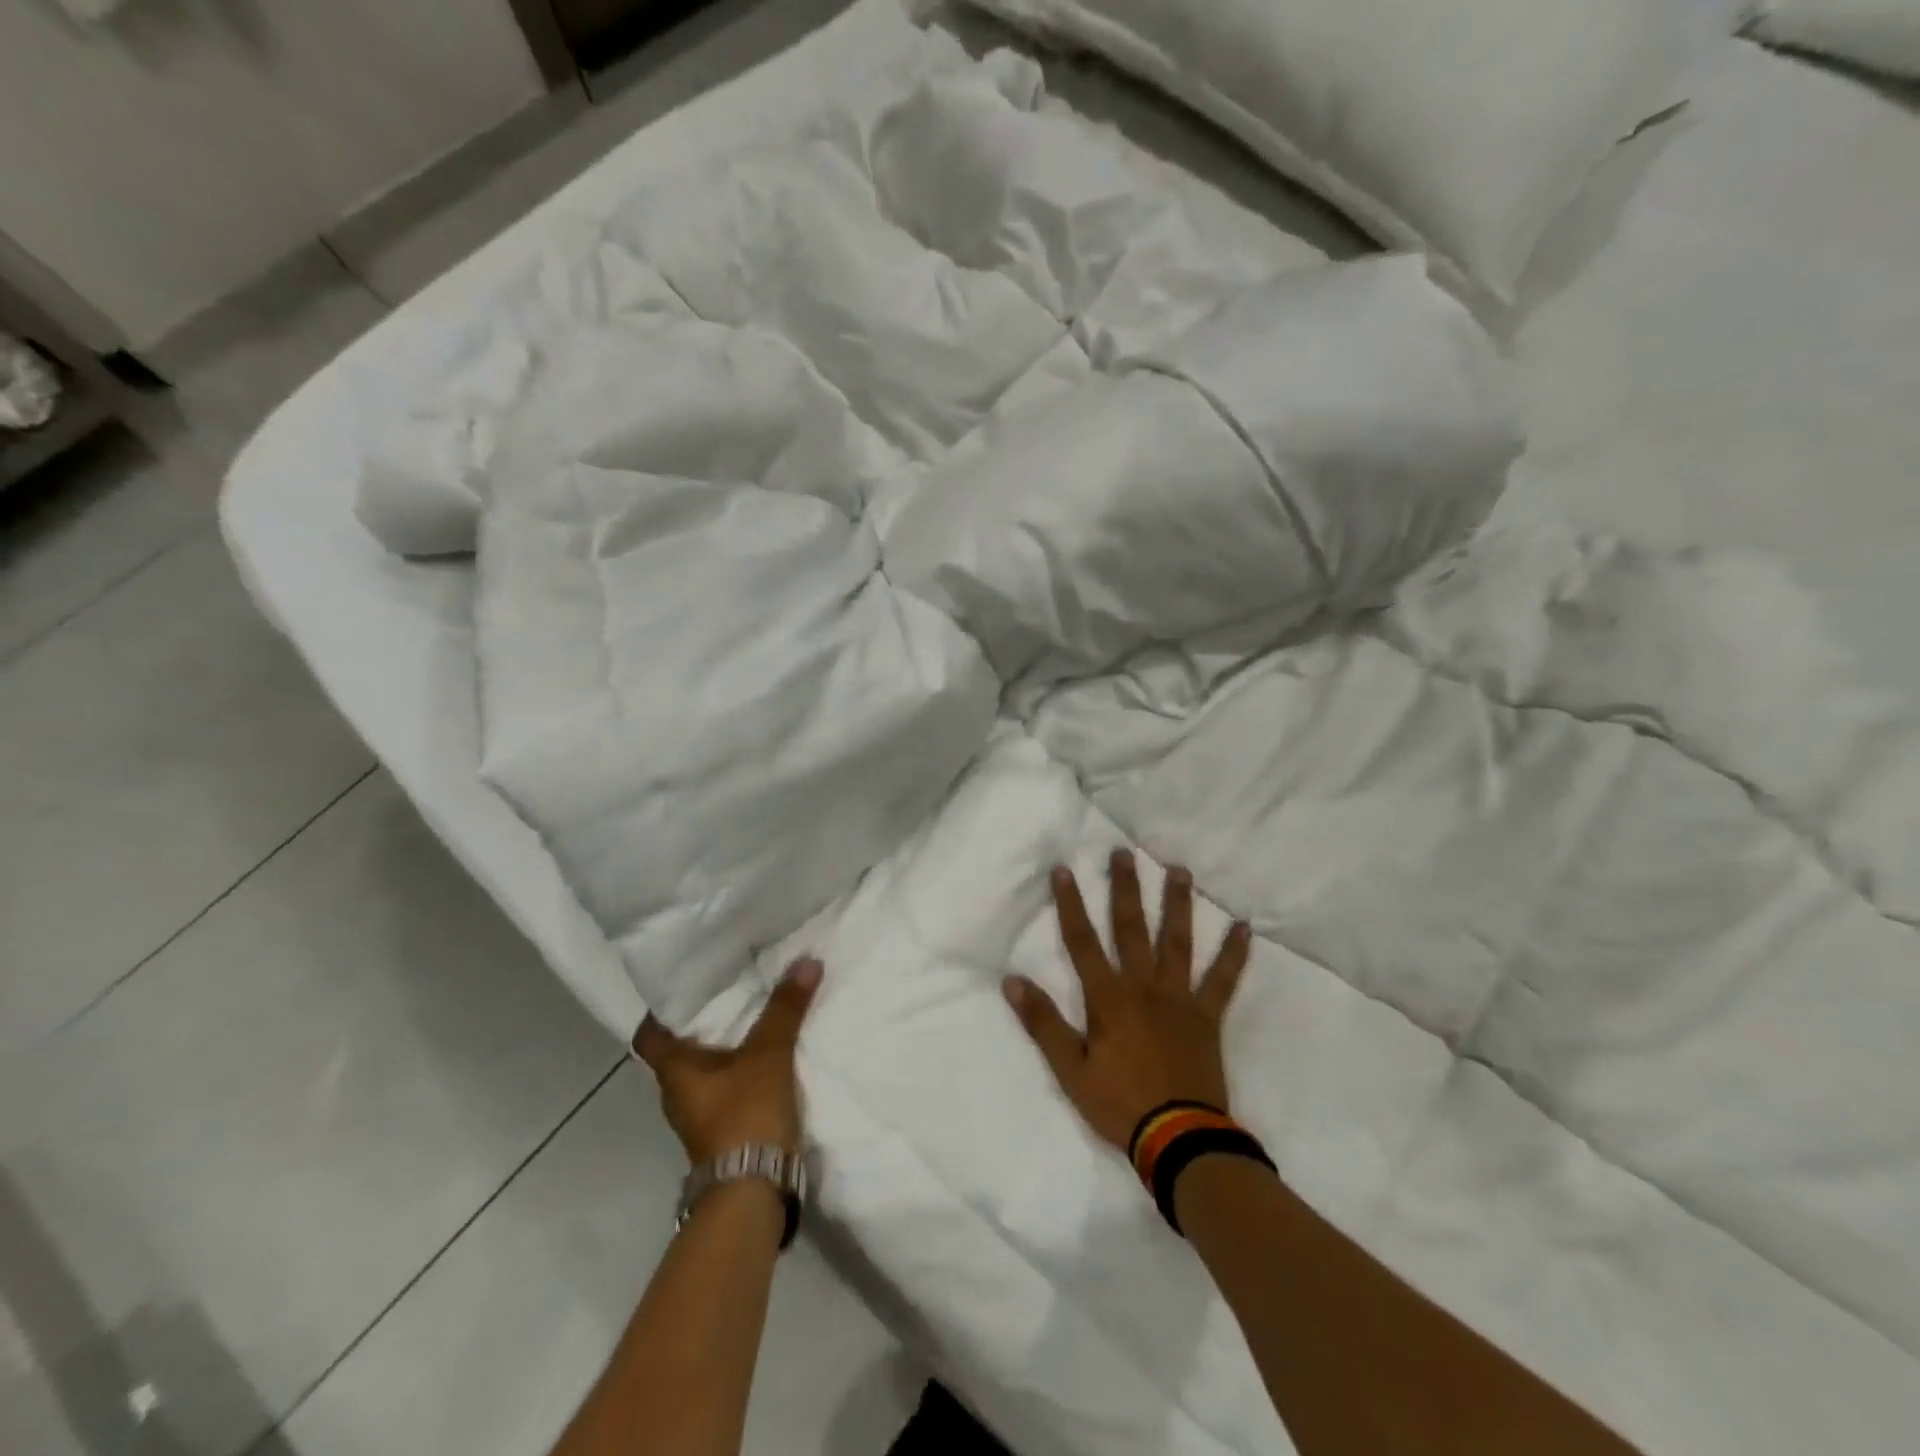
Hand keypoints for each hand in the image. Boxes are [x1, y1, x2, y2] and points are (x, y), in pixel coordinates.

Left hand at [632, 958, 821, 1163]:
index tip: (685, 983)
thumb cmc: (744, 1115)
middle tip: (732, 986)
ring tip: (755, 1013)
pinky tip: (769, 1054)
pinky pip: (728, 1087)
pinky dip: (742, 1069)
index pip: (649, 1034)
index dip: (661, 1010)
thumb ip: (785, 1009)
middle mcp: (678, 1093)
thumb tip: (806, 961)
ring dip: (726, 1046)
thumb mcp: (768, 1055)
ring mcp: (700, 1115)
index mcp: (674, 1071)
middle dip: (704, 1021)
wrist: (753, 1192)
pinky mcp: (724, 1131)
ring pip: (707, 1069)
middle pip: (681, 1049)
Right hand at [1005, 851, 1251, 1152]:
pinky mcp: (1207, 1016)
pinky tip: (1244, 927)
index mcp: (1108, 997)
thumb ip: (1042, 1023)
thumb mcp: (1069, 1069)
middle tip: (1124, 852)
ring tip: (1179, 870)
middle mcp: (1143, 986)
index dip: (1071, 905)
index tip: (1064, 870)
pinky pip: (1223, 980)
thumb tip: (1012, 980)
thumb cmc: (1119, 1104)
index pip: (1082, 942)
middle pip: (1131, 928)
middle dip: (1125, 888)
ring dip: (1177, 904)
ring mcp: (1179, 998)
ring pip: (1177, 942)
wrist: (1180, 1140)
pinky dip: (1234, 954)